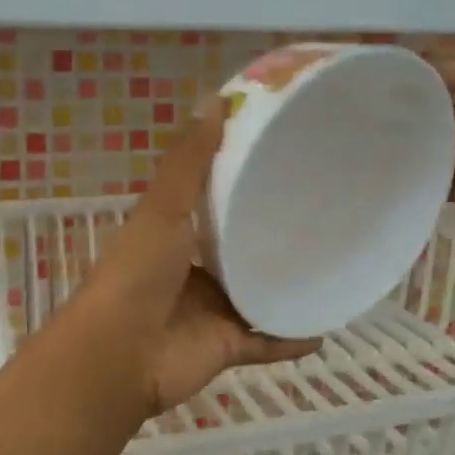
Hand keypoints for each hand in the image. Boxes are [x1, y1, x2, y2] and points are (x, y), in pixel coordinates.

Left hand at [76, 101, 319, 415]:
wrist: (119, 355)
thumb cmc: (138, 273)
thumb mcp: (163, 208)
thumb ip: (189, 162)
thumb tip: (216, 100)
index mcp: (175, 236)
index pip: (214, 206)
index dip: (243, 186)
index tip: (285, 163)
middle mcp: (194, 273)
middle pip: (241, 252)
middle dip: (274, 240)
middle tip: (324, 217)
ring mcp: (211, 313)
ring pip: (259, 297)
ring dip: (290, 288)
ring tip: (335, 268)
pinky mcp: (227, 349)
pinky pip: (268, 341)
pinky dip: (293, 338)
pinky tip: (328, 327)